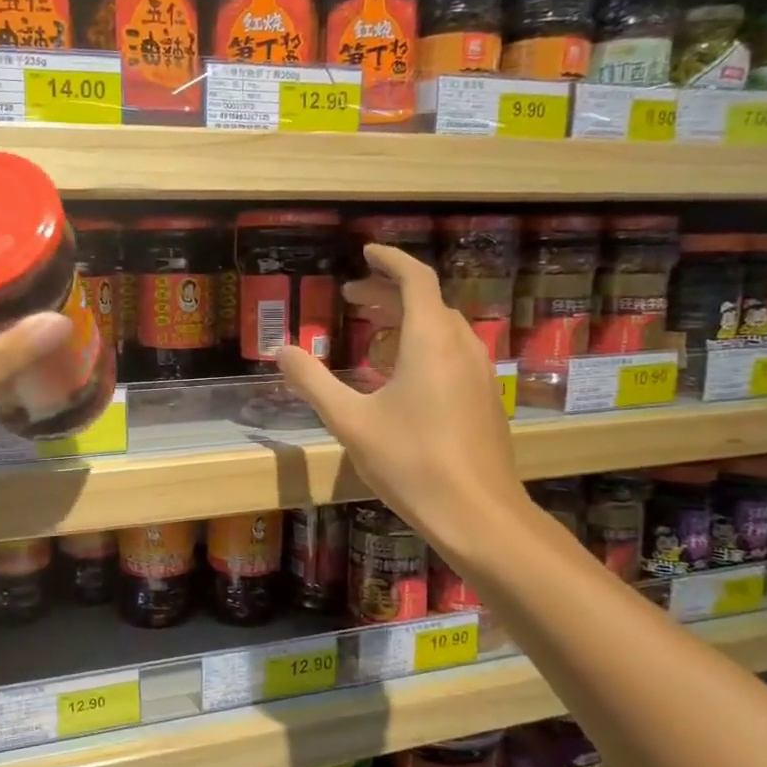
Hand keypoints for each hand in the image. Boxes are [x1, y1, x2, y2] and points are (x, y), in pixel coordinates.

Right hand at [277, 244, 526, 571]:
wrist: (479, 514)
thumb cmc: (411, 462)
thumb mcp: (350, 421)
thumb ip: (313, 381)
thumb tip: (282, 350)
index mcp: (430, 340)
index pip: (415, 279)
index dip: (390, 260)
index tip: (366, 252)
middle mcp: (461, 346)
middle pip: (427, 302)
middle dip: (388, 294)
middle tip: (351, 300)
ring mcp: (479, 373)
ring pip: (442, 328)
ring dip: (407, 320)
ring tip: (372, 333)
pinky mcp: (484, 398)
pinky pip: (452, 353)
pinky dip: (423, 345)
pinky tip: (400, 376)